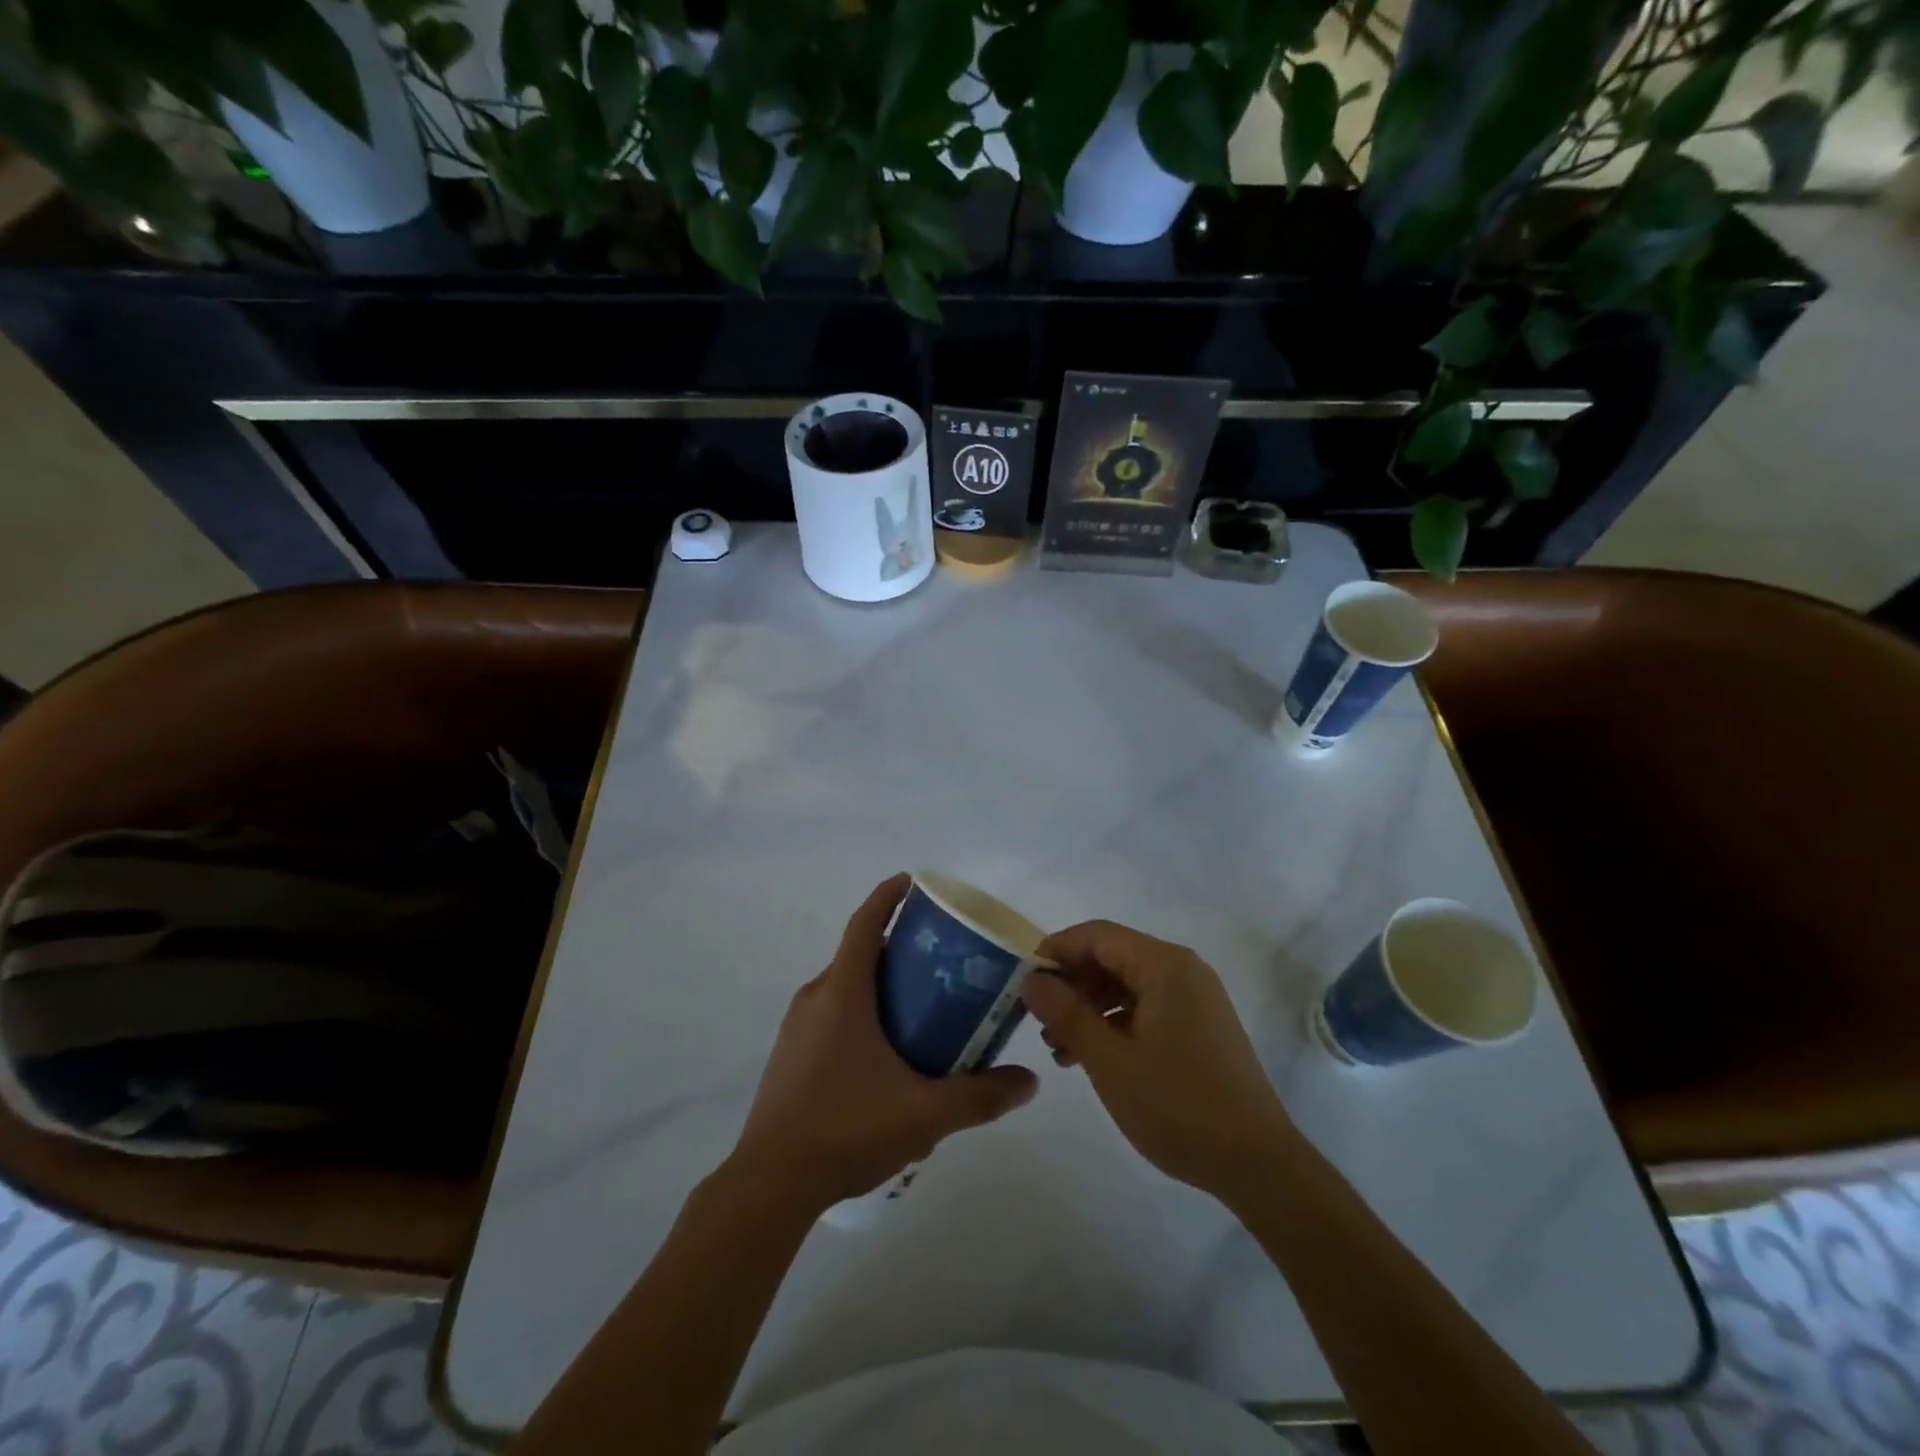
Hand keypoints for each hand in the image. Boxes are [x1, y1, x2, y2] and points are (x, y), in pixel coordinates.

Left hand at [728, 874, 1038, 1214]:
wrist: (769, 1184)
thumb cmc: (846, 1130)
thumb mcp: (924, 1115)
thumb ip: (980, 1096)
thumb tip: (1029, 1082)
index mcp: (843, 993)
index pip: (865, 924)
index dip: (888, 896)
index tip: (914, 882)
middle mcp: (816, 997)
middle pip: (859, 952)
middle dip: (897, 944)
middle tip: (941, 957)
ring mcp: (796, 1027)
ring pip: (844, 985)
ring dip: (879, 981)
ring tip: (922, 1004)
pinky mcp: (790, 1054)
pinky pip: (831, 1012)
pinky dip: (860, 1009)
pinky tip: (886, 1050)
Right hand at [1020, 920, 1293, 1202]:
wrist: (1258, 1165)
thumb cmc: (1178, 1107)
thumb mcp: (1109, 1061)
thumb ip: (1066, 1013)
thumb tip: (1031, 979)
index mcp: (1164, 965)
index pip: (1096, 935)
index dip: (1055, 951)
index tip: (1023, 982)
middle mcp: (1182, 969)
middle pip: (1111, 956)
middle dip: (1071, 984)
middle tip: (1039, 1022)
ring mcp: (1194, 997)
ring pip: (1126, 984)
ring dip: (1088, 1007)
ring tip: (1059, 1048)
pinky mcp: (1199, 1025)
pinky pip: (1146, 1006)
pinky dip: (1114, 1023)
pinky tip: (1091, 1056)